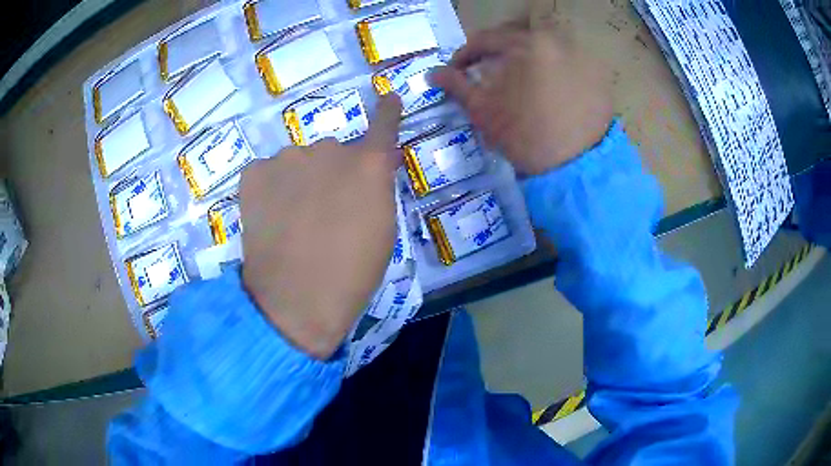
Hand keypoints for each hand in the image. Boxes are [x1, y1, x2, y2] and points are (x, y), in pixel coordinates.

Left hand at [239, 95, 402, 359]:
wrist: (297, 300)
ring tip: (292, 220)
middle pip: (333, 151)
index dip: (387, 111)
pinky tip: (270, 217)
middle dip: (332, 172)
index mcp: (368, 165)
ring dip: (299, 180)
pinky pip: (268, 173)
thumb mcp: (382, 229)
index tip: (387, 96)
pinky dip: (271, 189)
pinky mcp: (255, 173)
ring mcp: (287, 158)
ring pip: (298, 161)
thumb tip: (368, 169)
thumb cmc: (353, 273)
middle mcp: (330, 149)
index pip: (384, 125)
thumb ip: (376, 189)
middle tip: (324, 210)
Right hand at [432, 26, 612, 174]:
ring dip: (525, 60)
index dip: (465, 54)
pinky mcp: (598, 76)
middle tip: (486, 73)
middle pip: (517, 39)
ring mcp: (582, 56)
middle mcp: (558, 40)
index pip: (486, 39)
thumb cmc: (525, 136)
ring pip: (543, 49)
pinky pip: (567, 63)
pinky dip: (551, 71)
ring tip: (518, 83)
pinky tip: (547, 92)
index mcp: (527, 43)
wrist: (578, 168)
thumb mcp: (484, 110)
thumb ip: (457, 86)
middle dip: (497, 54)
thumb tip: (433, 73)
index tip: (457, 70)